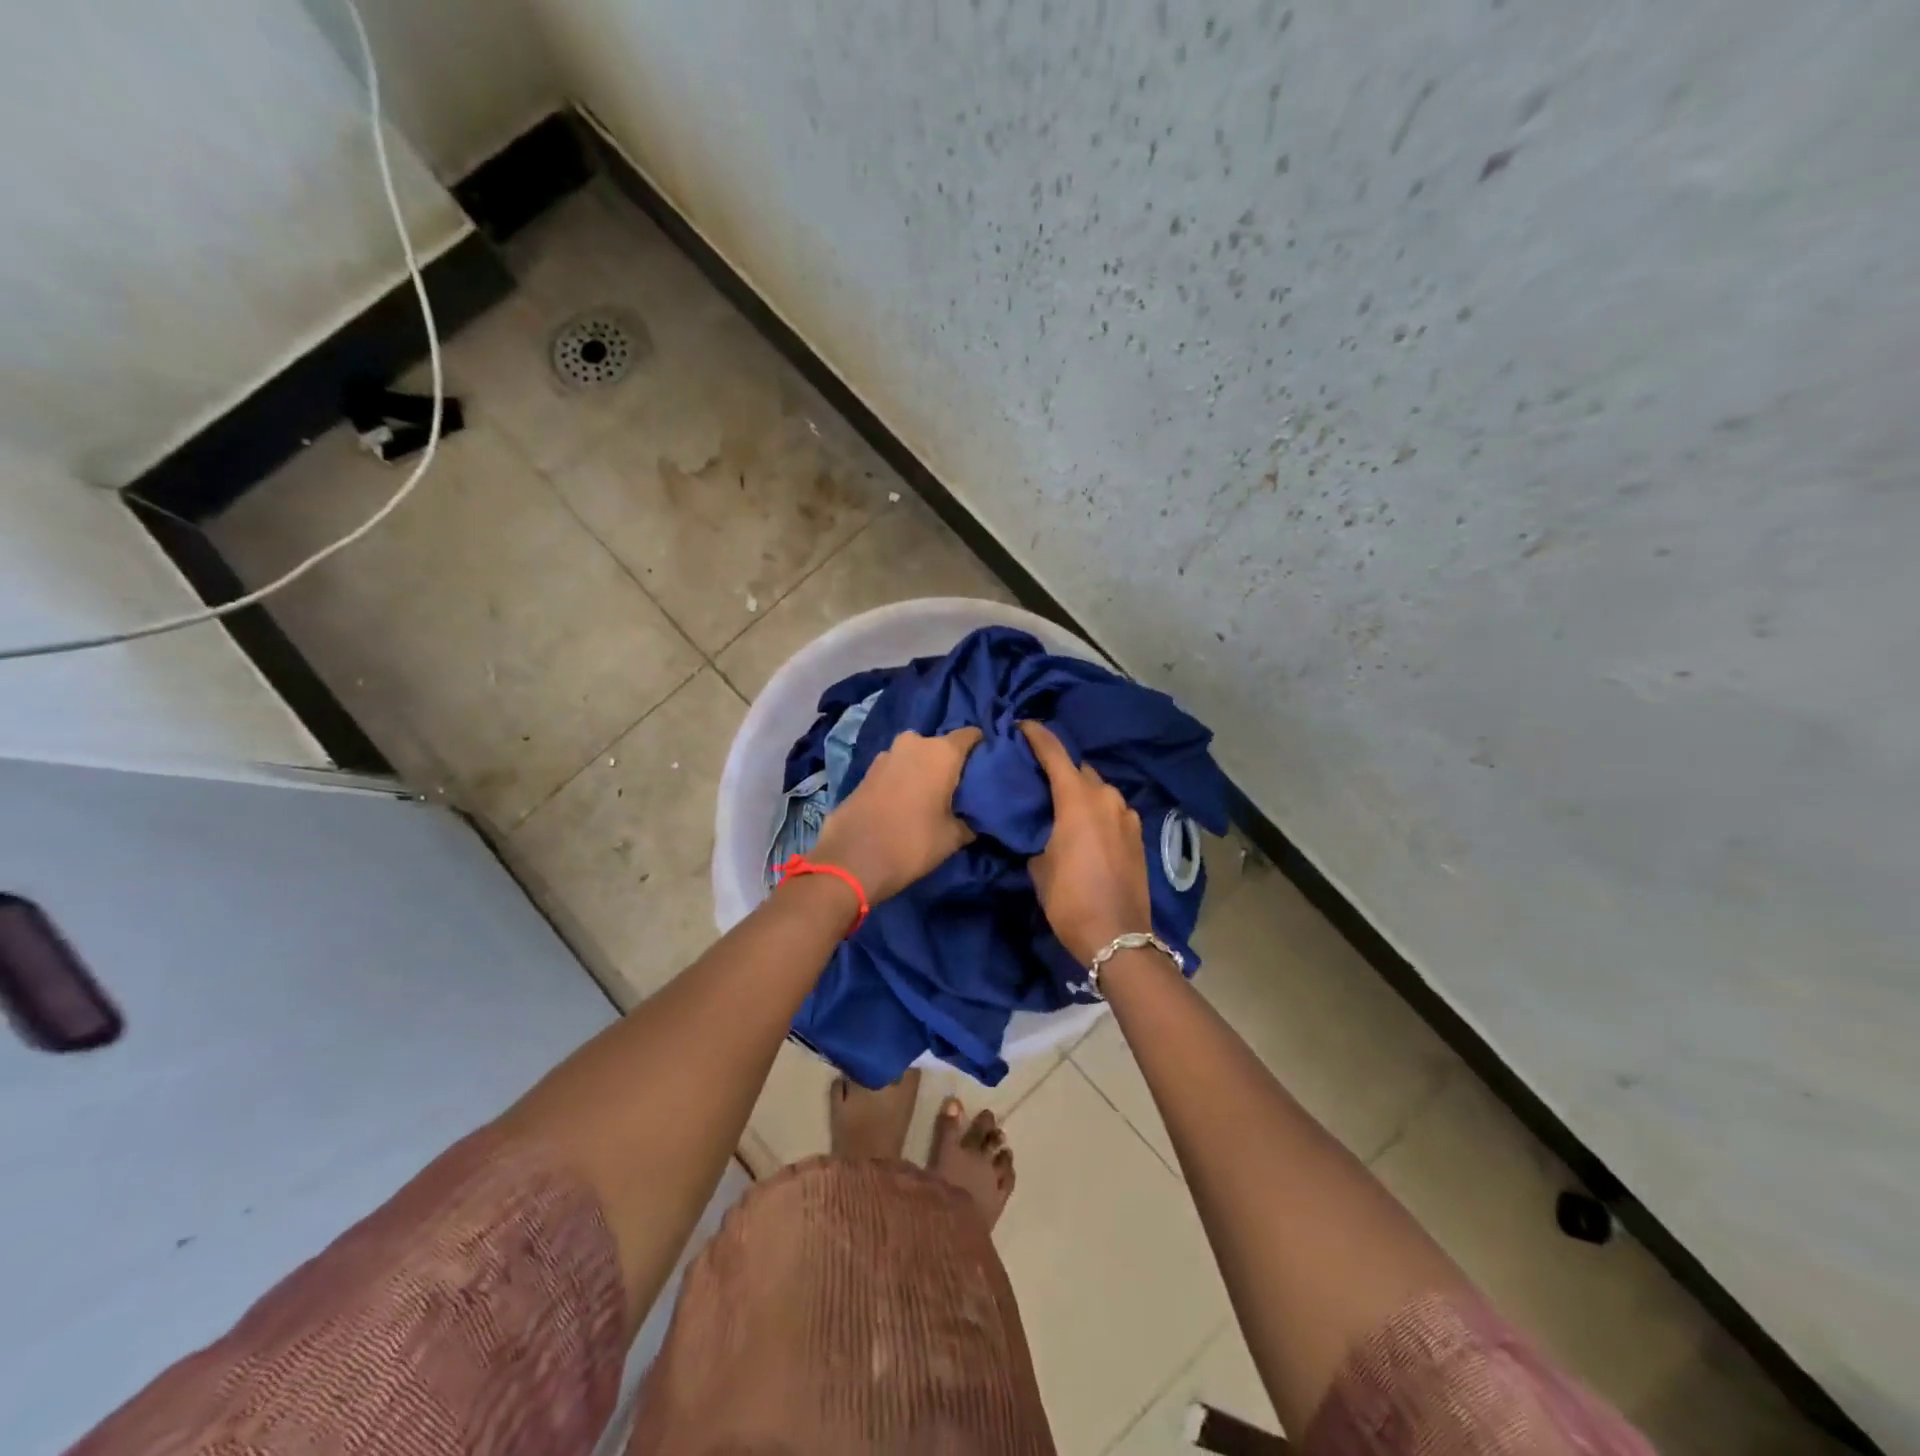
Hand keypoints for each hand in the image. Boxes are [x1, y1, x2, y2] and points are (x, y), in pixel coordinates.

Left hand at [811, 727, 983, 903]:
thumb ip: (969, 820)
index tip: (988, 767)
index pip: (971, 735)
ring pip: (915, 756)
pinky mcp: (866, 771)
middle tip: (959, 788)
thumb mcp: (953, 838)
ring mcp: (886, 755)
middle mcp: (914, 743)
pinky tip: (907, 802)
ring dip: (923, 770)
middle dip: (950, 763)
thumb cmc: (912, 843)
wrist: (851, 860)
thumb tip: (973, 818)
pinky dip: (904, 779)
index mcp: (941, 752)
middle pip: (941, 746)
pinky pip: (896, 768)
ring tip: (932, 797)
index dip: (982, 748)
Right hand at [1020, 721, 1153, 963]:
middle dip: (1059, 767)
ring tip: (1059, 803)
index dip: (1037, 735)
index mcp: (1078, 799)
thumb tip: (1041, 829)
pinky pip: (1111, 810)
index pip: (1054, 753)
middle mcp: (1107, 798)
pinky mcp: (1138, 834)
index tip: (1022, 725)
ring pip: (1098, 790)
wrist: (1118, 936)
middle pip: (1079, 769)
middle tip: (1037, 775)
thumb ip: (1038, 835)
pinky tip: (1083, 825)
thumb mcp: (1039, 866)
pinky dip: (1096, 809)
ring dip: (1080, 790)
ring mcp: (1127, 815)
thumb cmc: (1070, 899)